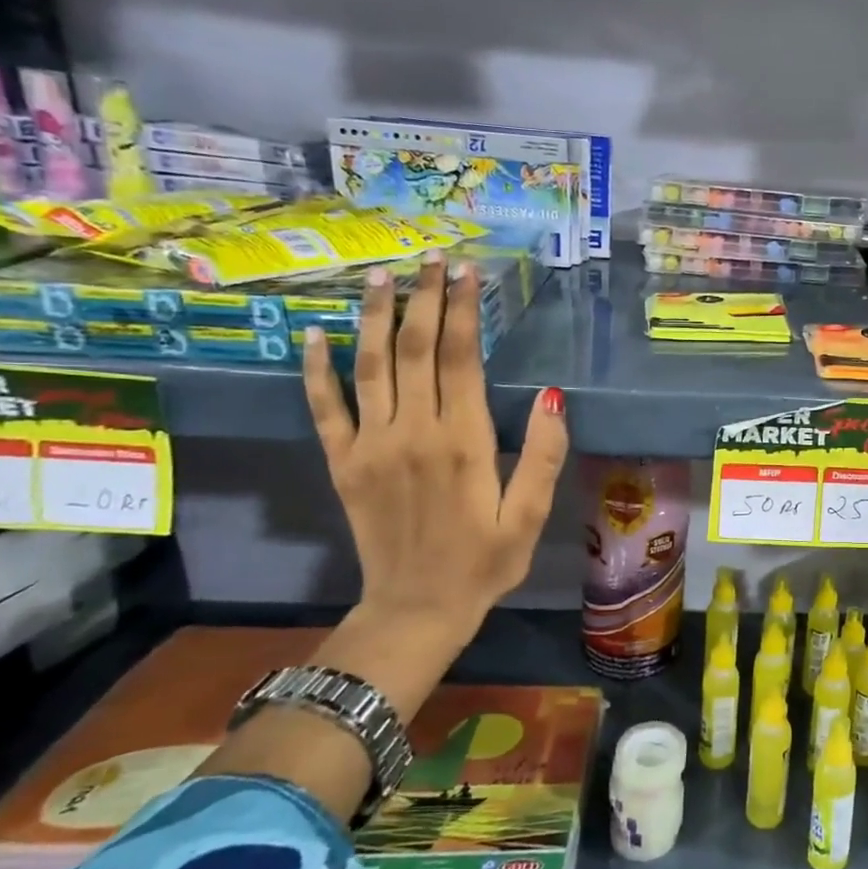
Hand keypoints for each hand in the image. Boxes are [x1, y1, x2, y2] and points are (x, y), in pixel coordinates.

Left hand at [301, 252, 569, 641]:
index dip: (462, 311)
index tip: (467, 273)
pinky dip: (317, 370)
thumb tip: (553, 396)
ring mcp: (371, 447)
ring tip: (382, 276)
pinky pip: (325, 409)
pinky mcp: (344, 464)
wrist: (416, 610)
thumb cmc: (484, 563)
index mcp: (463, 443)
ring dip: (376, 317)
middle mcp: (412, 433)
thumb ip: (543, 455)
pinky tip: (314, 335)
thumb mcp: (530, 516)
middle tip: (431, 258)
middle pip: (415, 350)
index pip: (460, 359)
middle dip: (424, 299)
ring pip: (370, 366)